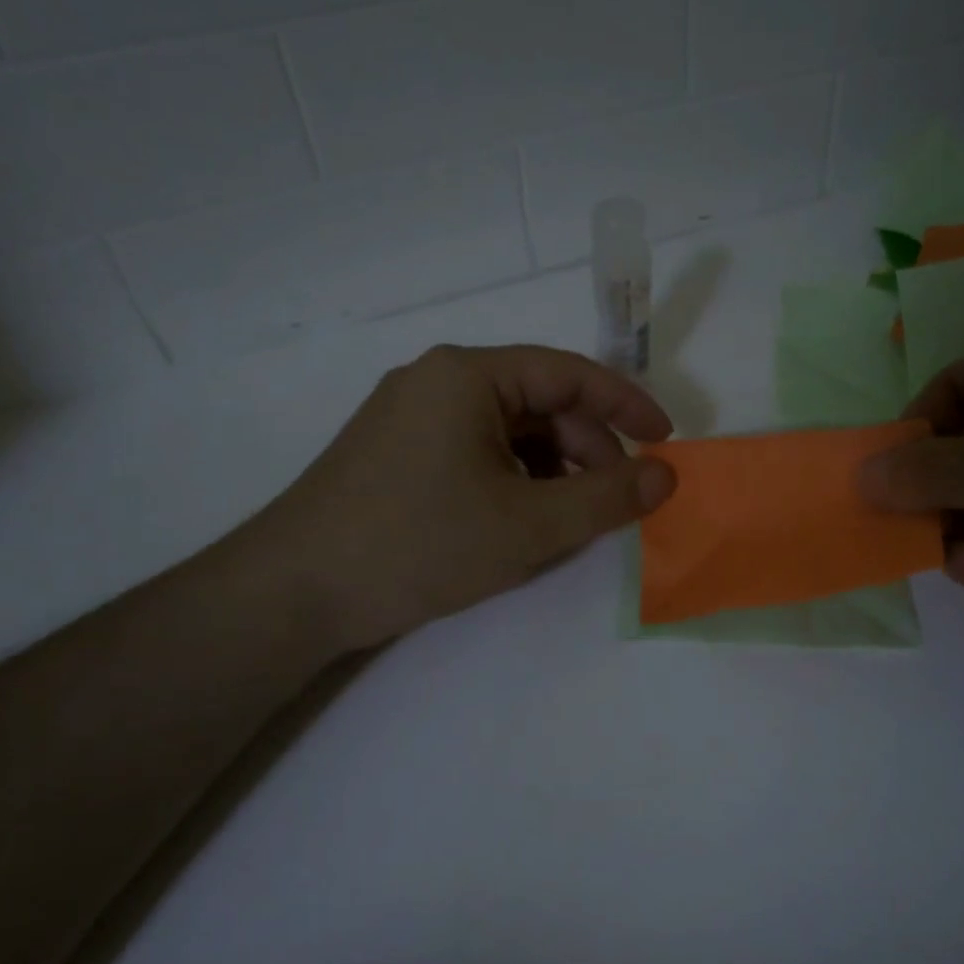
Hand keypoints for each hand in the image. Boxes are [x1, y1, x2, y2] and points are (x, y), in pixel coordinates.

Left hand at [224, 345, 675, 651]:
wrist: (295, 591)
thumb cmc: (419, 544)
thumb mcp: (528, 526)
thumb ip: (606, 498)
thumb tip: (667, 475)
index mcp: (468, 375)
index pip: (569, 372)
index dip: (626, 405)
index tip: (665, 442)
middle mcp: (437, 381)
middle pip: (537, 403)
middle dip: (584, 450)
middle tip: (611, 505)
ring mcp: (410, 416)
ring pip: (506, 433)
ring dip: (548, 472)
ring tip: (563, 523)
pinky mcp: (395, 452)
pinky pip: (473, 452)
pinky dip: (509, 482)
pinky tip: (514, 525)